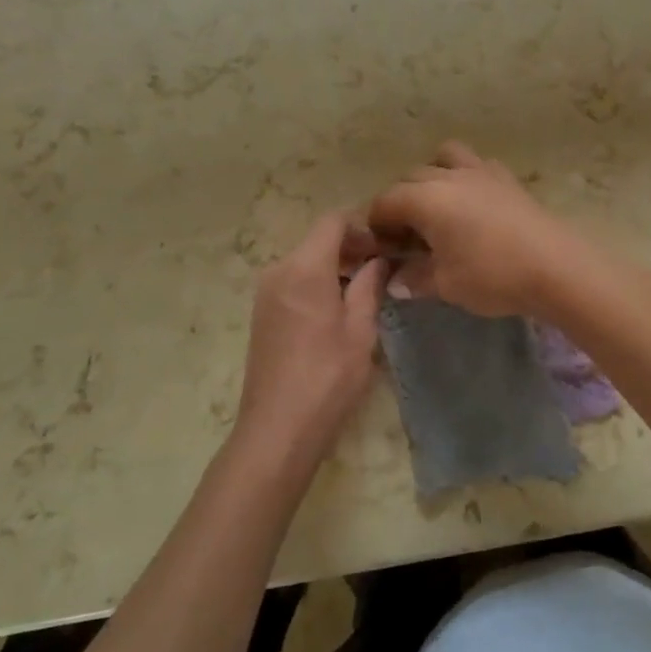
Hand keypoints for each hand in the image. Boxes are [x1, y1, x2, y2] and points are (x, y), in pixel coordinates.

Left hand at [236, 212, 386, 467]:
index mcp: (304, 268)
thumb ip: (369, 286)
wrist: (277, 429)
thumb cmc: (327, 377)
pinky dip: (318, 282)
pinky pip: (294, 281)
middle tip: (384, 267)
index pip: (333, 222)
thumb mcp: (360, 330)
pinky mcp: (262, 313)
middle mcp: (279, 270)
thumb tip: (380, 260)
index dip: (363, 226)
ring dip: (335, 266)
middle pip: (318, 239)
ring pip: (306, 261)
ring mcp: (266, 292)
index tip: (388, 244)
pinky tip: (338, 309)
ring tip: (366, 289)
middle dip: (351, 246)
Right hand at [366, 142, 581, 317]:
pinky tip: (473, 204)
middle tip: (406, 238)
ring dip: (432, 176)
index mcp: (425, 199)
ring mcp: (481, 171)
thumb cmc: (492, 276)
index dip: (376, 225)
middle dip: (400, 203)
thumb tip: (396, 279)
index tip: (380, 250)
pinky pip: (476, 164)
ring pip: (444, 158)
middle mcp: (448, 176)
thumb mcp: (446, 284)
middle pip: (410, 178)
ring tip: (437, 208)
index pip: (385, 202)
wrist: (555, 267)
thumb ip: (415, 278)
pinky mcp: (507, 178)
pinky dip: (465, 177)